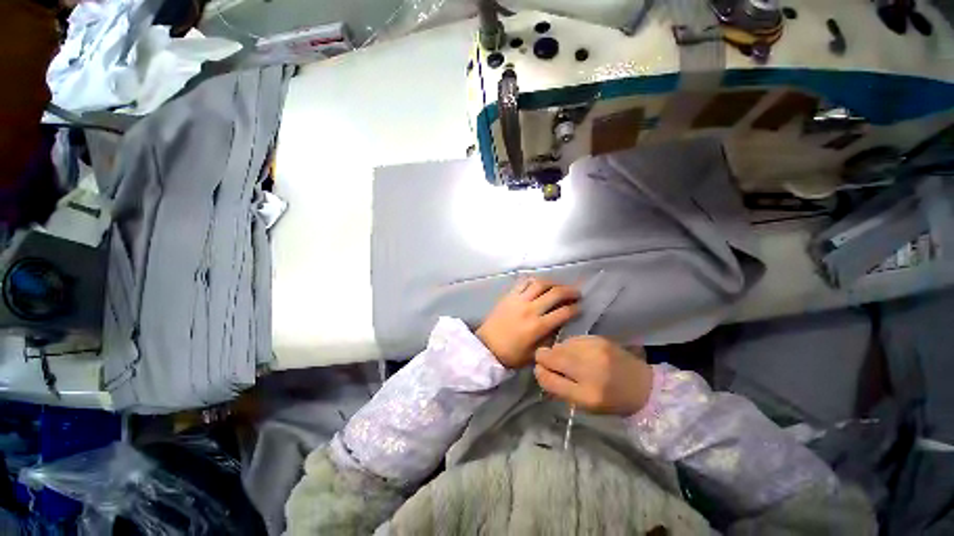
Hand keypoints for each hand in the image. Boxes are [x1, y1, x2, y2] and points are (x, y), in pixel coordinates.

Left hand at [476, 278, 579, 368]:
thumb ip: (549, 340)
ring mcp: (518, 300)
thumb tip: (560, 326)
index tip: (579, 308)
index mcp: (538, 326)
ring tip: (559, 286)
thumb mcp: (535, 353)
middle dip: (570, 291)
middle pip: (555, 293)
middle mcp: (530, 309)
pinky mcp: (509, 296)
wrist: (487, 347)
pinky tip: (539, 283)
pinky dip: (534, 280)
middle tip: (576, 293)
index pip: (563, 312)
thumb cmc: (512, 355)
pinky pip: (523, 282)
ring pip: (540, 283)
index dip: (575, 309)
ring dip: (553, 283)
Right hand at [534, 337, 653, 415]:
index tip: (542, 371)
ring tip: (570, 360)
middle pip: (549, 356)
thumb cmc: (612, 400)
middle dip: (545, 358)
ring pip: (558, 345)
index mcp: (585, 395)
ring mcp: (593, 351)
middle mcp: (588, 370)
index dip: (540, 373)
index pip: (547, 378)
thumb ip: (559, 388)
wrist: (643, 385)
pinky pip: (571, 339)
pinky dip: (571, 346)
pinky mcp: (598, 339)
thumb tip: (540, 370)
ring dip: (559, 352)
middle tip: (553, 364)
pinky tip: (580, 353)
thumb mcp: (585, 405)